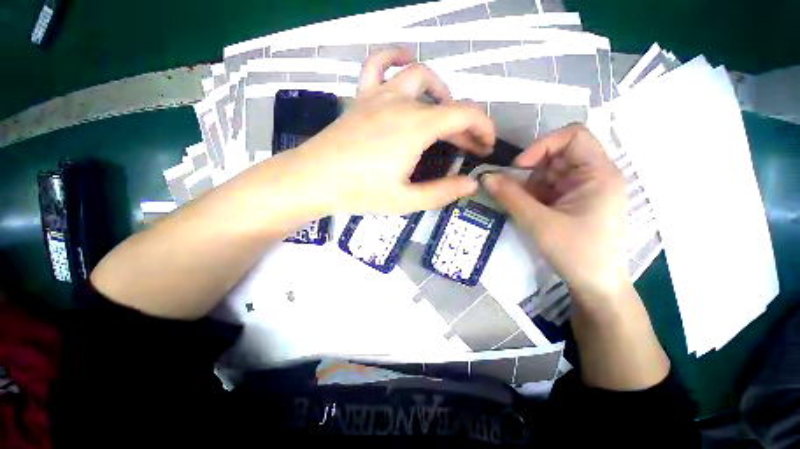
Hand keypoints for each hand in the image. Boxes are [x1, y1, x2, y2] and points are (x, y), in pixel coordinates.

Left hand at [291, 48, 495, 214]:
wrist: (315, 179)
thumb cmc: (360, 192)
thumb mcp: (406, 200)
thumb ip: (442, 192)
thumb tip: (470, 184)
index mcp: (416, 128)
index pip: (465, 115)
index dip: (483, 128)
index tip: (486, 146)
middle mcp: (402, 103)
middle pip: (446, 102)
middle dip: (466, 124)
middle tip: (469, 146)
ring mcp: (380, 95)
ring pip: (419, 76)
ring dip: (440, 90)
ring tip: (444, 110)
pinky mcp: (362, 97)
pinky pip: (378, 64)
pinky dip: (395, 58)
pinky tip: (404, 65)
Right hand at [482, 124, 628, 300]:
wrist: (595, 285)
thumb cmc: (576, 253)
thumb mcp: (539, 223)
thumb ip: (510, 197)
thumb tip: (485, 177)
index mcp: (598, 174)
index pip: (573, 136)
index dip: (543, 145)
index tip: (519, 167)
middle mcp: (593, 175)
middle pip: (557, 154)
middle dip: (531, 170)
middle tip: (512, 191)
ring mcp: (582, 188)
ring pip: (548, 171)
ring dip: (529, 185)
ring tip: (522, 206)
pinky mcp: (572, 200)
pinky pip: (547, 187)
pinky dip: (532, 195)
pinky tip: (527, 210)